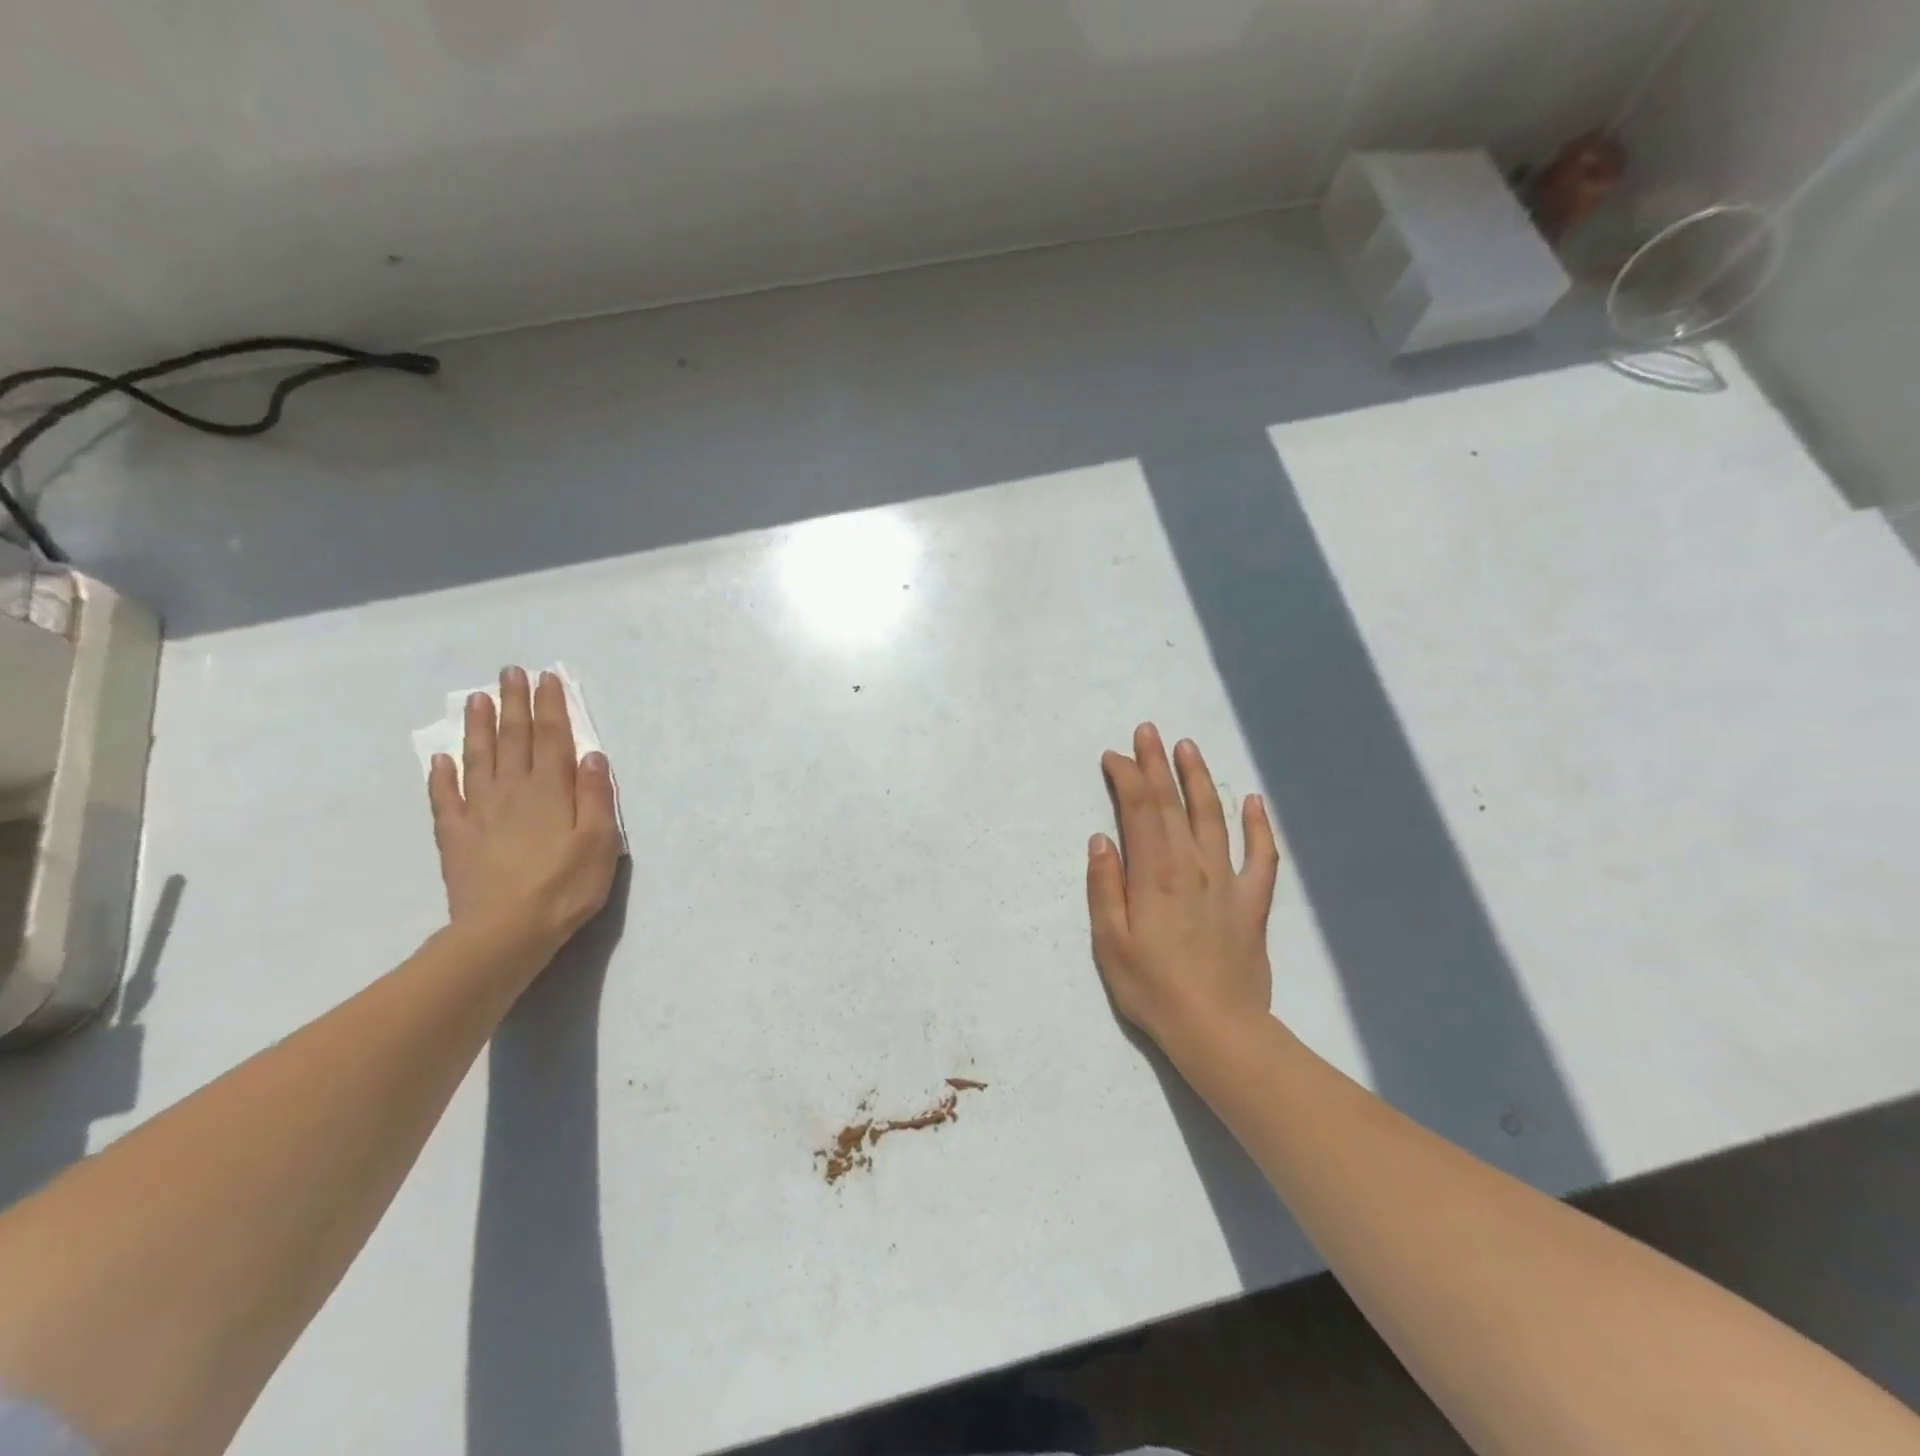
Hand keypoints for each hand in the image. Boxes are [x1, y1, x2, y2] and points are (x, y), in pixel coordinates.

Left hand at [428, 667, 621, 967]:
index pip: (553, 737)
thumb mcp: (600, 841)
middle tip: (509, 672)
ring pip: (478, 758)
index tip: (547, 678)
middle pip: (513, 738)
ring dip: (478, 726)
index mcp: (551, 790)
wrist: (505, 932)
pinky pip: (445, 798)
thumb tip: (591, 754)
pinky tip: (439, 759)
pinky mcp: (455, 836)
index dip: (551, 706)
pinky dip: (441, 775)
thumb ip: (595, 796)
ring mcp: (479, 811)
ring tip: (476, 698)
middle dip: (513, 703)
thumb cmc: (565, 886)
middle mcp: (513, 790)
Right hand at [1087, 724, 1280, 1057]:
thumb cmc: (1153, 988)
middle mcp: (1193, 866)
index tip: (1114, 757)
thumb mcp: (1111, 943)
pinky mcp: (1252, 902)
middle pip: (1174, 803)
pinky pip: (1261, 856)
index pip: (1140, 810)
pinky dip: (1258, 826)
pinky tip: (1254, 801)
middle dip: (1157, 764)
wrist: (1218, 1029)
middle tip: (1147, 731)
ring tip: (1188, 748)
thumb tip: (1102, 840)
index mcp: (1155, 874)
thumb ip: (1105, 888)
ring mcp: (1228, 881)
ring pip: (1214, 817)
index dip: (1127, 777)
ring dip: (1200, 779)